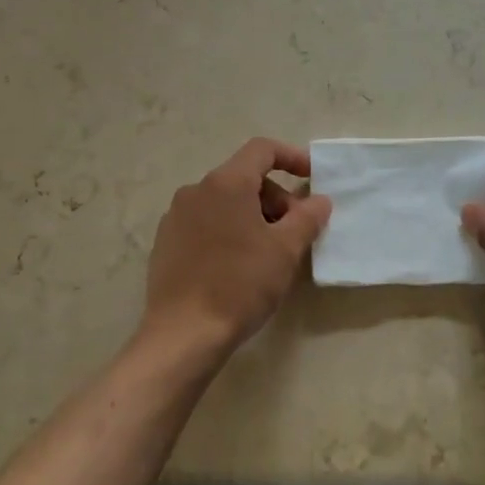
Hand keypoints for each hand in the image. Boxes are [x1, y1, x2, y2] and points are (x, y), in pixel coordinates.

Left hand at [143, 138, 331, 361]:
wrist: (183, 334)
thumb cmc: (240, 285)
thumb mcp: (285, 251)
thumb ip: (307, 217)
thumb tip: (319, 200)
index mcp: (226, 183)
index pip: (262, 150)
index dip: (291, 157)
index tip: (311, 177)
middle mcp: (196, 190)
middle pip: (244, 178)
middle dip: (275, 198)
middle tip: (294, 233)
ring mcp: (176, 216)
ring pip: (224, 202)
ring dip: (253, 216)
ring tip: (268, 253)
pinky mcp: (165, 241)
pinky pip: (205, 222)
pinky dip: (228, 230)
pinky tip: (237, 266)